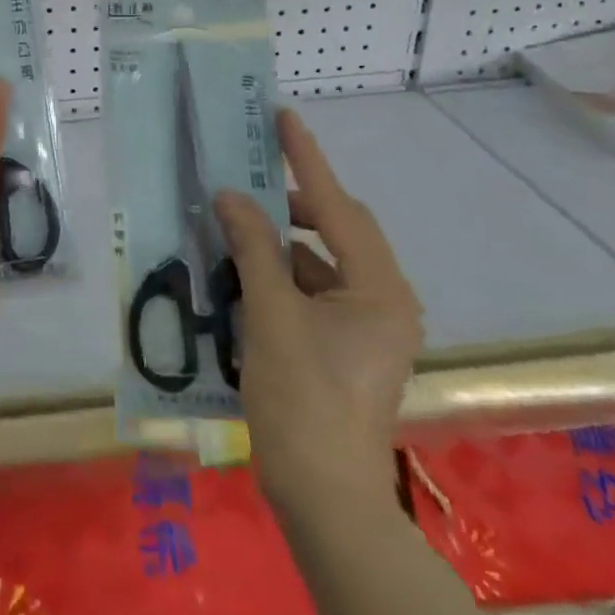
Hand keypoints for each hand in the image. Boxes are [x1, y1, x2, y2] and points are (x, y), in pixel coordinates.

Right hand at [214, 109, 423, 517]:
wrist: (324, 497)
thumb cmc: (302, 398)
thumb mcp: (271, 313)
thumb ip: (252, 246)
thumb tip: (230, 195)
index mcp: (379, 289)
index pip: (337, 206)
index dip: (306, 158)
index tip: (282, 116)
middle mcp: (384, 300)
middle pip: (337, 230)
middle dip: (291, 202)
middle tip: (247, 178)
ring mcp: (368, 326)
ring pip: (322, 262)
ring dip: (281, 242)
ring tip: (234, 226)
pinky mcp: (348, 346)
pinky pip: (314, 290)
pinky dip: (281, 275)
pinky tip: (243, 274)